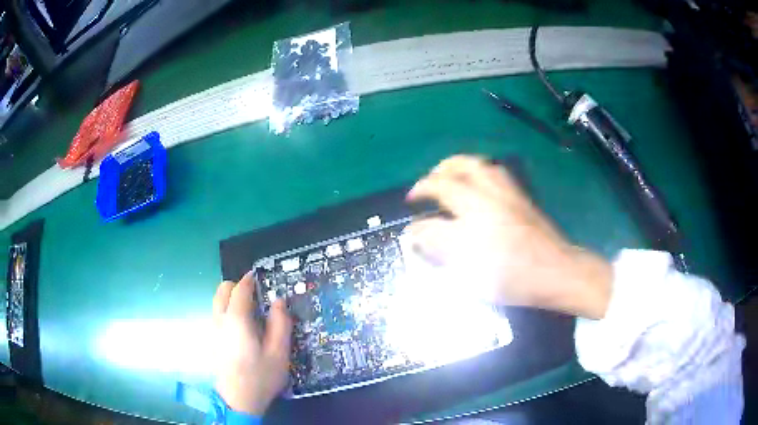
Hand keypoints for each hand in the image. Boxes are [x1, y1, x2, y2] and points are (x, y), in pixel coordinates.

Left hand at [213, 272, 292, 414]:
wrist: (237, 400)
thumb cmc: (261, 376)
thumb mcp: (279, 352)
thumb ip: (280, 324)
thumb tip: (279, 301)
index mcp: (237, 319)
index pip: (240, 289)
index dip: (250, 280)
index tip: (260, 276)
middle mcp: (220, 319)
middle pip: (222, 290)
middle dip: (237, 286)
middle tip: (256, 297)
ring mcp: (214, 329)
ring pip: (218, 302)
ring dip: (232, 299)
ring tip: (251, 313)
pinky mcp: (212, 339)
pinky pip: (218, 314)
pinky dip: (228, 311)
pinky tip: (243, 329)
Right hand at [406, 155, 611, 318]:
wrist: (557, 271)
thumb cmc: (514, 278)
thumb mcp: (472, 274)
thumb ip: (441, 251)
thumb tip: (417, 234)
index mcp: (473, 219)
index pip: (435, 214)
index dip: (418, 223)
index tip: (410, 228)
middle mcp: (488, 199)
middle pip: (454, 173)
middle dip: (433, 177)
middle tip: (424, 187)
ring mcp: (506, 195)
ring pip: (476, 165)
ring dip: (455, 166)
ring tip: (445, 174)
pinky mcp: (520, 196)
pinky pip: (495, 171)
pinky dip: (478, 170)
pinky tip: (476, 181)